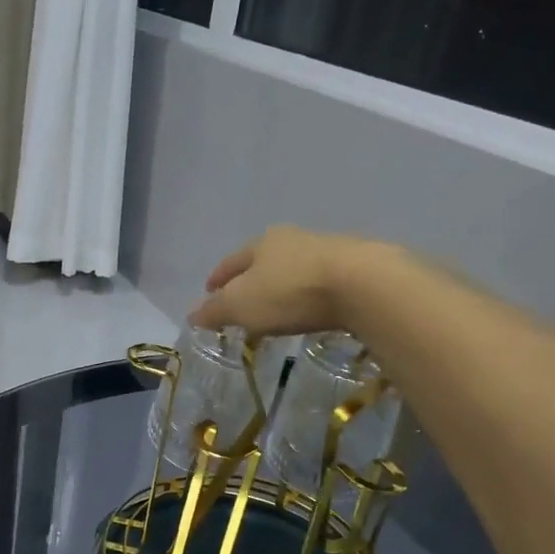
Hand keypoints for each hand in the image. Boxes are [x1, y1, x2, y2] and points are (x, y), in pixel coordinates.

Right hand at [189, 226, 394, 338]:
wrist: (362, 284)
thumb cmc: (290, 292)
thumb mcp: (242, 306)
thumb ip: (216, 311)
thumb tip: (192, 315)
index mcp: (261, 243)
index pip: (231, 262)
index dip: (217, 278)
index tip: (208, 291)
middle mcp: (293, 238)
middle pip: (263, 260)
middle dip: (250, 279)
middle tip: (242, 300)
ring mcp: (328, 249)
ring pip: (295, 268)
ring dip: (282, 285)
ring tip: (277, 307)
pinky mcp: (357, 267)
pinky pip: (322, 282)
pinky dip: (310, 293)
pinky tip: (311, 307)